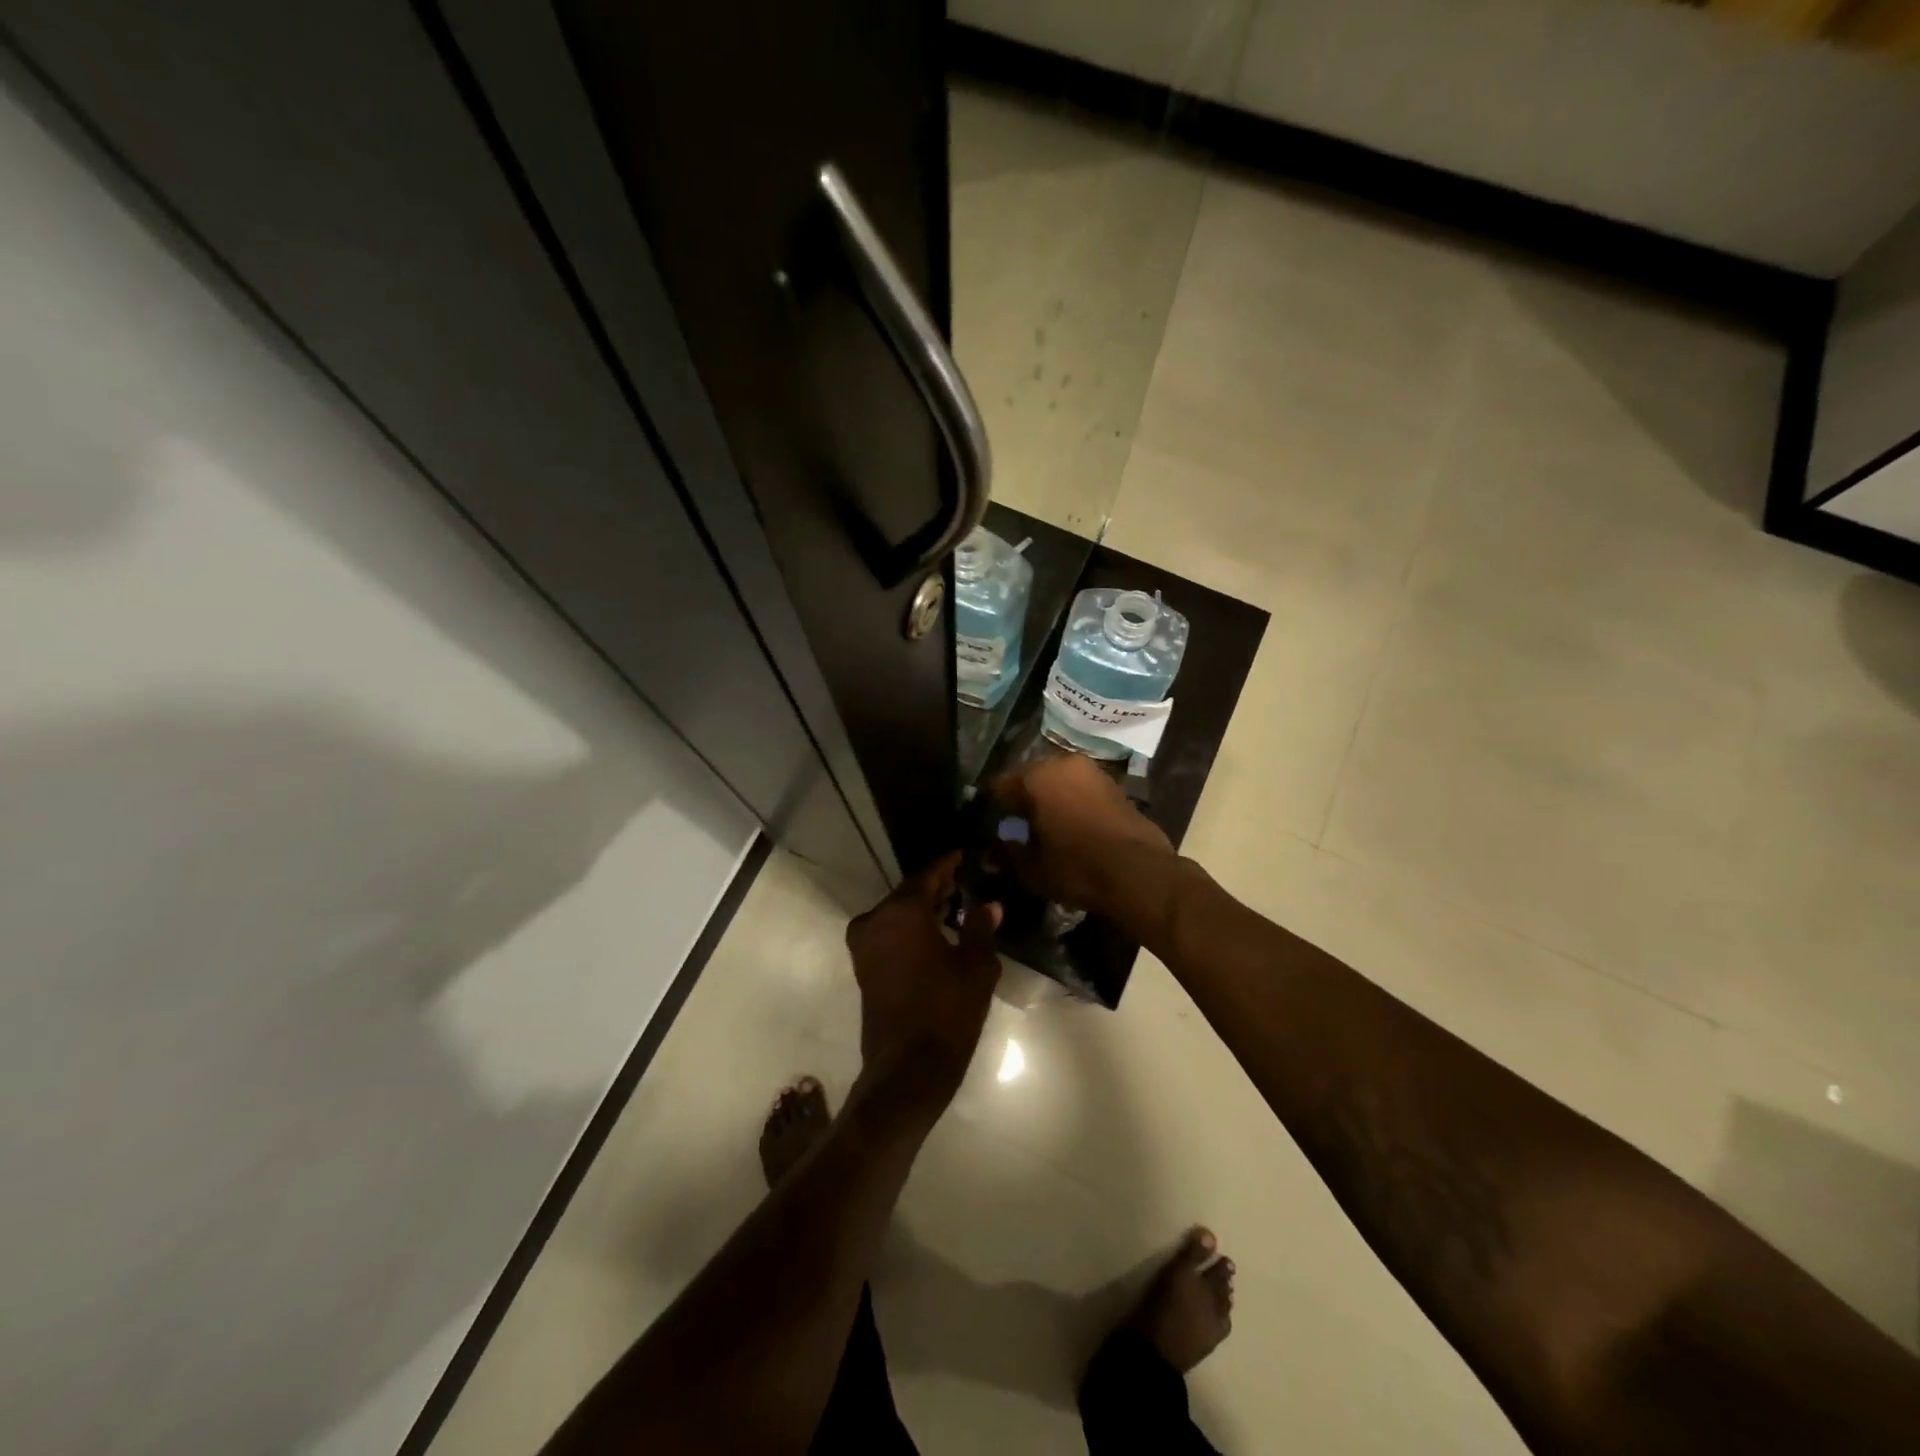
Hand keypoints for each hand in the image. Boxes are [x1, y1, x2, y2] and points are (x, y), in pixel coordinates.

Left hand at [845, 854, 1001, 1115]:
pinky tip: (936, 932)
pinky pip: (889, 932)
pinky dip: (910, 927)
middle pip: (909, 893)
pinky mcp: (863, 966)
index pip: (928, 875)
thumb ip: (980, 927)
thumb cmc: (947, 1012)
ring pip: (897, 913)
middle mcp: (875, 919)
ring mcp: (864, 944)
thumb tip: (987, 904)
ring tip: (956, 904)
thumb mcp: (976, 967)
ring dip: (923, 908)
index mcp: (902, 911)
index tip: (965, 855)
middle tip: (965, 880)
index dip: (948, 864)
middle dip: (937, 887)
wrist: (907, 1069)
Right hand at [992, 752, 1173, 912]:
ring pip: (1058, 782)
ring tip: (1045, 829)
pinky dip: (1071, 803)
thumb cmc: (1076, 867)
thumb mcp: (1031, 869)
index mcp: (1036, 776)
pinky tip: (1071, 828)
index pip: (1000, 786)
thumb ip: (1007, 855)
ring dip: (1049, 800)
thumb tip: (992, 852)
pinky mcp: (1114, 784)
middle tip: (1018, 828)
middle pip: (1030, 779)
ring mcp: (1092, 771)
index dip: (993, 810)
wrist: (1138, 873)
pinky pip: (1080, 789)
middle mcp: (1063, 763)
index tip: (992, 829)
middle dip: (1022, 801)